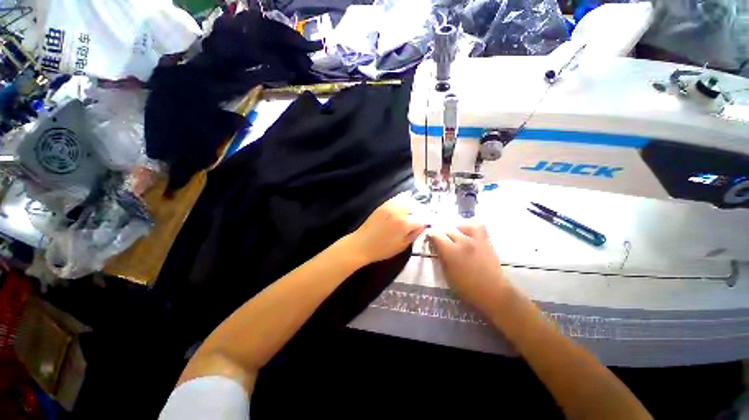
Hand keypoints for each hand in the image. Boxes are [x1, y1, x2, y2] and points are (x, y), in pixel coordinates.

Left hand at [347, 194, 425, 264]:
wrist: (361, 244)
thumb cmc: (382, 249)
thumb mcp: (402, 246)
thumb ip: (415, 235)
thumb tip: (424, 226)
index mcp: (405, 224)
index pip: (422, 218)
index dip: (427, 220)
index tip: (429, 222)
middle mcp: (399, 212)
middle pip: (416, 206)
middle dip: (422, 211)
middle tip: (423, 217)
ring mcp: (391, 206)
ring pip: (408, 200)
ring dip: (414, 203)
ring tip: (416, 209)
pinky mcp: (384, 205)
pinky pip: (397, 198)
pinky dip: (404, 197)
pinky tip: (407, 197)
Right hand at [428, 222, 512, 315]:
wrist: (492, 292)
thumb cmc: (466, 288)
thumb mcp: (447, 274)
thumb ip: (440, 257)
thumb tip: (436, 247)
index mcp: (450, 251)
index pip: (435, 235)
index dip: (430, 236)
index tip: (430, 239)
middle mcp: (462, 242)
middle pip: (447, 229)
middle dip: (442, 234)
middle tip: (442, 241)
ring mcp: (476, 240)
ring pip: (462, 224)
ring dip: (457, 229)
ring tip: (456, 235)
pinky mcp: (486, 241)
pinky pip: (478, 226)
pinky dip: (471, 226)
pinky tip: (468, 233)